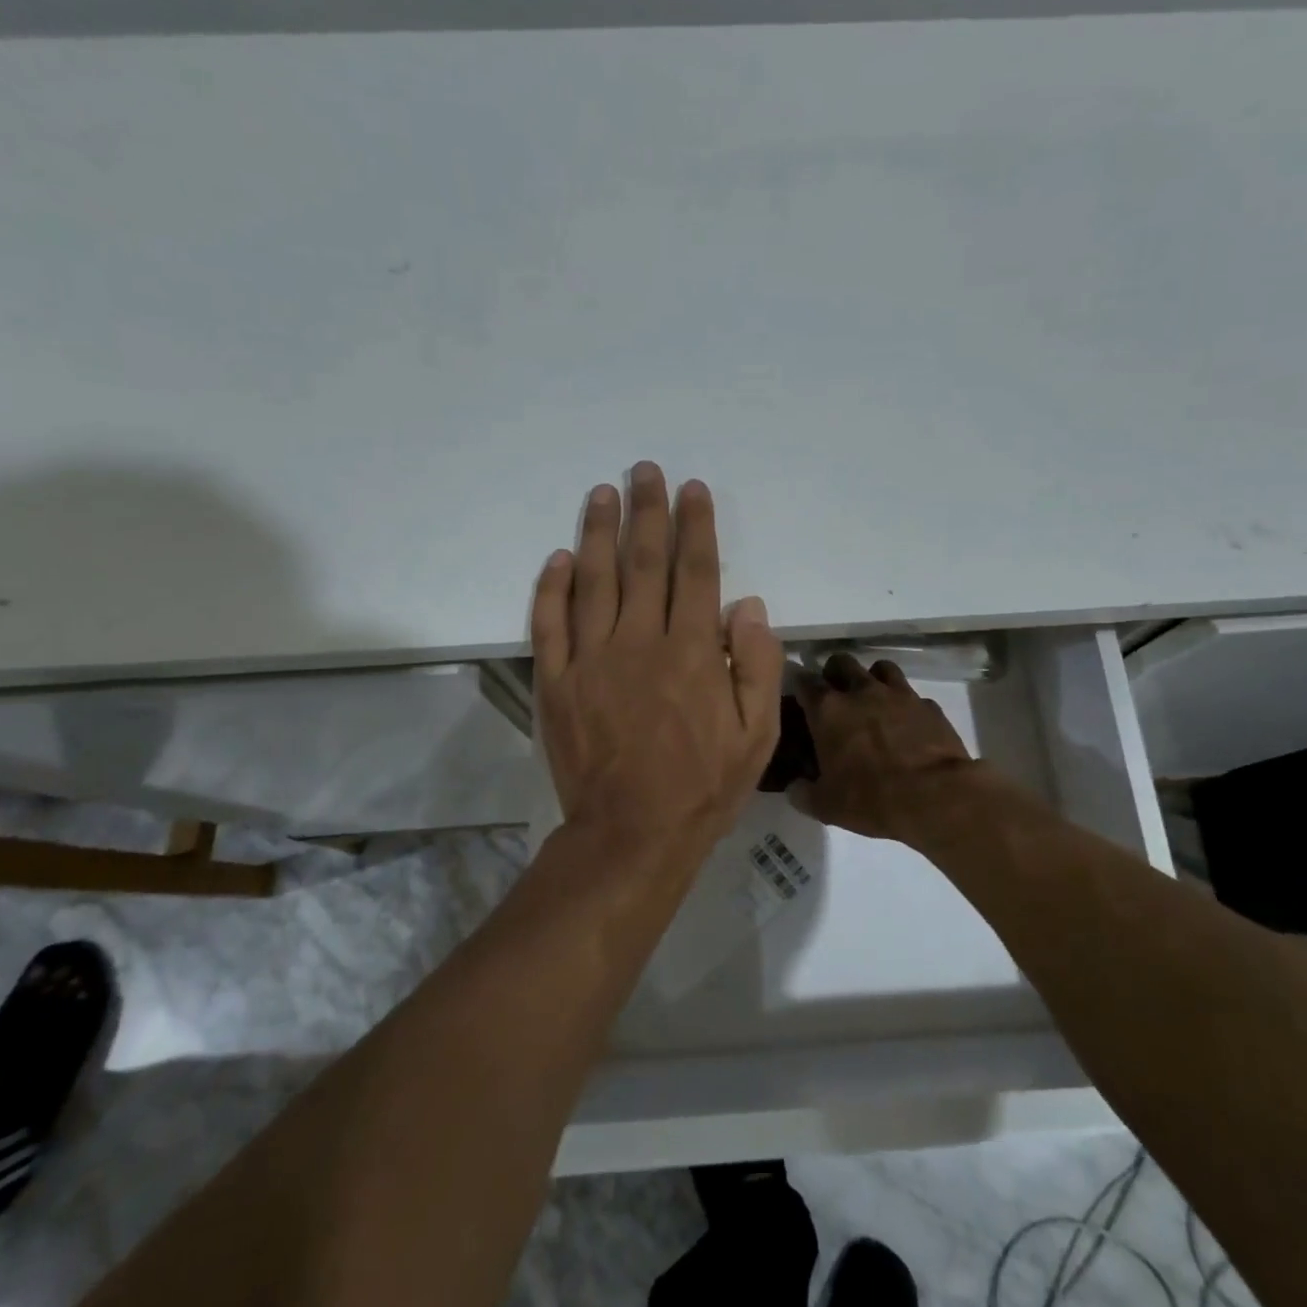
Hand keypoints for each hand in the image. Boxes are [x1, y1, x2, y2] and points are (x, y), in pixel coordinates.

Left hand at [531, 463, 783, 863]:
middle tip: (643, 471)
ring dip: (597, 532)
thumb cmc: (703, 786)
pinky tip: (557, 559)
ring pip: (593, 581)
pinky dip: (551, 589)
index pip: (695, 571)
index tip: (691, 489)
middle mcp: (640, 642)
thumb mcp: (757, 734)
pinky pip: (549, 625)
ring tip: (600, 493)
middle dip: (646, 512)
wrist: (632, 834)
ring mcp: (591, 660)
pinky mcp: (557, 683)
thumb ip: (757, 666)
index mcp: (692, 652)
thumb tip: (749, 606)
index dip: (694, 526)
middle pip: (643, 562)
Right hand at [789, 654, 984, 841]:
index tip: (798, 697)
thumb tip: (795, 788)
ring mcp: (899, 694)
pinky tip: (907, 723)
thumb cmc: (872, 798)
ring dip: (872, 678)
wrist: (936, 795)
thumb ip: (804, 793)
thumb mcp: (826, 805)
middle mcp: (861, 691)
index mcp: (828, 710)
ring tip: (872, 699)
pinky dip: (906, 704)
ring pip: (880, 668)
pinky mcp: (928, 705)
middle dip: (834, 673)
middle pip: (842, 662)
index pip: (804, 682)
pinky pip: (912, 695)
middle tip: (835, 694)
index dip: (799, 686)